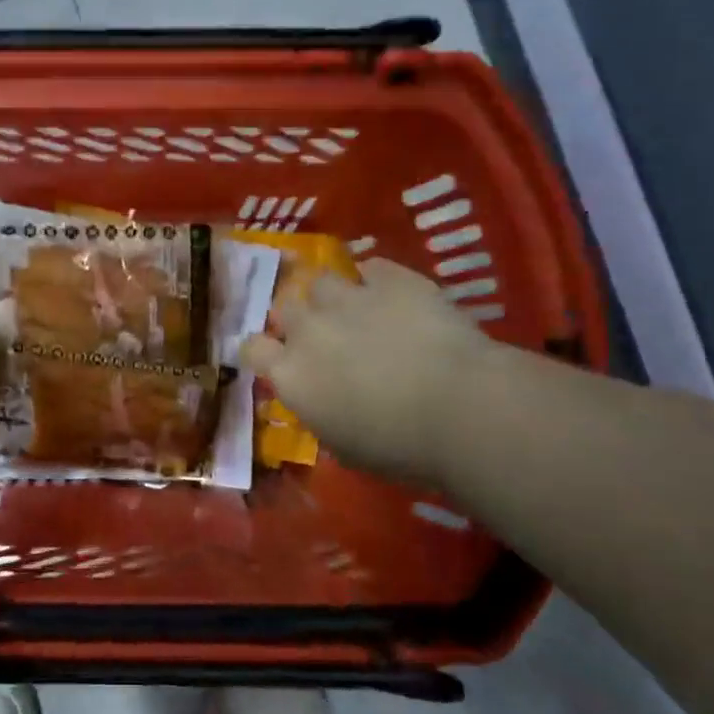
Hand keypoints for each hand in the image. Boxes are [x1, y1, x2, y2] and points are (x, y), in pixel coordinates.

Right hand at [240, 258, 498, 486]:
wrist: (462, 408)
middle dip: (297, 318)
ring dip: (333, 296)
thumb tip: (321, 401)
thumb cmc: (399, 447)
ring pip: (322, 281)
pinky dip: (378, 280)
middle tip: (322, 335)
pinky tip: (395, 296)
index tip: (277, 358)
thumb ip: (319, 412)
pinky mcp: (392, 278)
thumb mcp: (342, 445)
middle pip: (283, 306)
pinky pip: (372, 267)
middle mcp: (309, 329)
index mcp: (291, 374)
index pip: (251, 348)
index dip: (262, 350)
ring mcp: (349, 298)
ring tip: (357, 309)